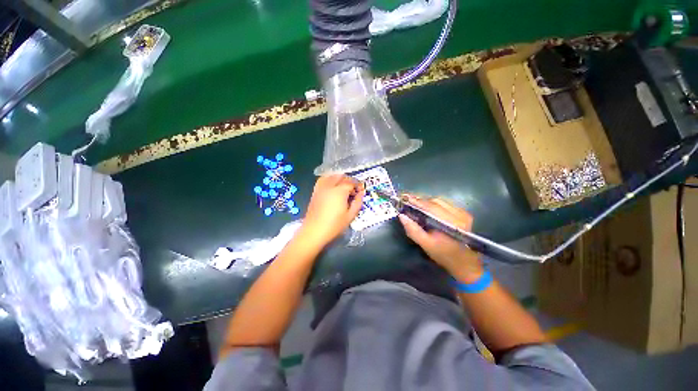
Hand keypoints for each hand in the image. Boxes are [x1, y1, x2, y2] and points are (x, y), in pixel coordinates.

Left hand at [299, 175, 364, 247]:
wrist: (314, 231)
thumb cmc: (334, 225)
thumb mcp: (350, 216)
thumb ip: (357, 202)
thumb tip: (361, 194)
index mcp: (340, 191)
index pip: (351, 182)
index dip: (358, 185)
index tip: (361, 191)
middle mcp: (330, 186)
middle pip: (342, 177)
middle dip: (349, 181)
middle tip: (353, 191)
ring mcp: (321, 188)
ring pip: (332, 176)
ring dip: (340, 179)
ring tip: (343, 188)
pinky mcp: (315, 191)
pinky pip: (323, 180)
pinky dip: (330, 180)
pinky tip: (333, 188)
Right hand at [398, 195, 483, 282]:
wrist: (466, 263)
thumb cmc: (444, 255)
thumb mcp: (426, 244)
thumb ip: (413, 230)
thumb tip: (402, 216)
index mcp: (450, 223)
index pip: (430, 206)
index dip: (416, 201)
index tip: (404, 197)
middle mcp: (459, 215)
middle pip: (436, 201)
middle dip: (421, 200)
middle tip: (408, 200)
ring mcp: (463, 213)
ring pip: (441, 201)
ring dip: (427, 201)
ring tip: (416, 203)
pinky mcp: (465, 214)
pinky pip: (447, 204)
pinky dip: (435, 203)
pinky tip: (428, 207)